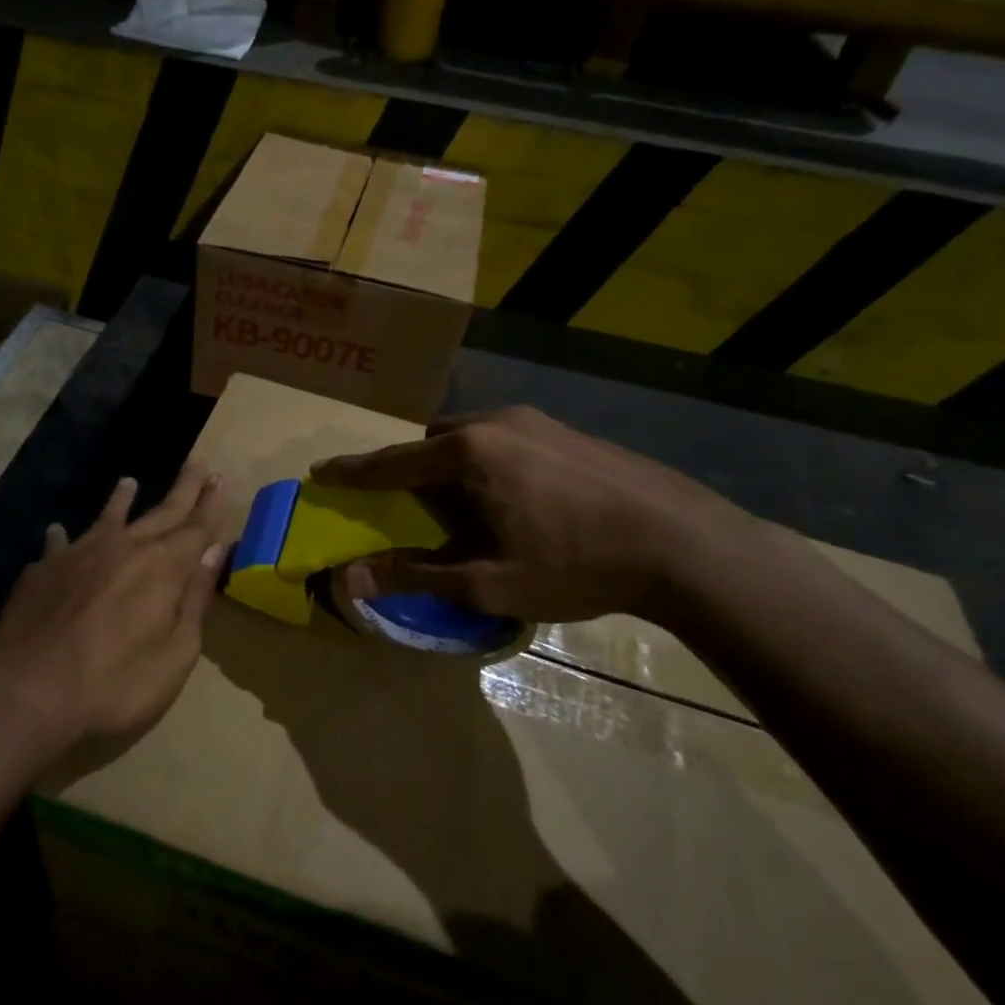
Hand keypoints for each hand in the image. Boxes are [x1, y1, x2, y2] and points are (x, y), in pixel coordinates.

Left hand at [0, 463, 228, 753]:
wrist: (27, 692)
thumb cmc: (114, 683)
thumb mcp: (175, 654)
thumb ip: (194, 600)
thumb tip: (212, 553)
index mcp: (162, 568)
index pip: (196, 527)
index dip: (211, 504)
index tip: (221, 478)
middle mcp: (123, 548)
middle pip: (160, 512)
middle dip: (183, 490)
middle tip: (198, 465)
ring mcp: (78, 555)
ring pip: (107, 519)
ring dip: (121, 500)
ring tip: (128, 482)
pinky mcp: (43, 571)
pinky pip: (57, 544)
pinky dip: (62, 537)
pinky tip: (57, 531)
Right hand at [310, 407, 749, 623]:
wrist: (682, 543)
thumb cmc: (576, 565)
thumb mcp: (489, 582)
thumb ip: (416, 576)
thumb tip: (349, 579)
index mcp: (469, 455)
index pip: (392, 462)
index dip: (353, 471)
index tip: (321, 471)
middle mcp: (496, 424)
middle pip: (432, 442)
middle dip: (410, 468)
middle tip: (408, 504)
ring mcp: (537, 422)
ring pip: (471, 436)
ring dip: (452, 465)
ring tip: (462, 505)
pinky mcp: (567, 430)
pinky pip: (505, 438)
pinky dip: (487, 462)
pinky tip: (514, 497)